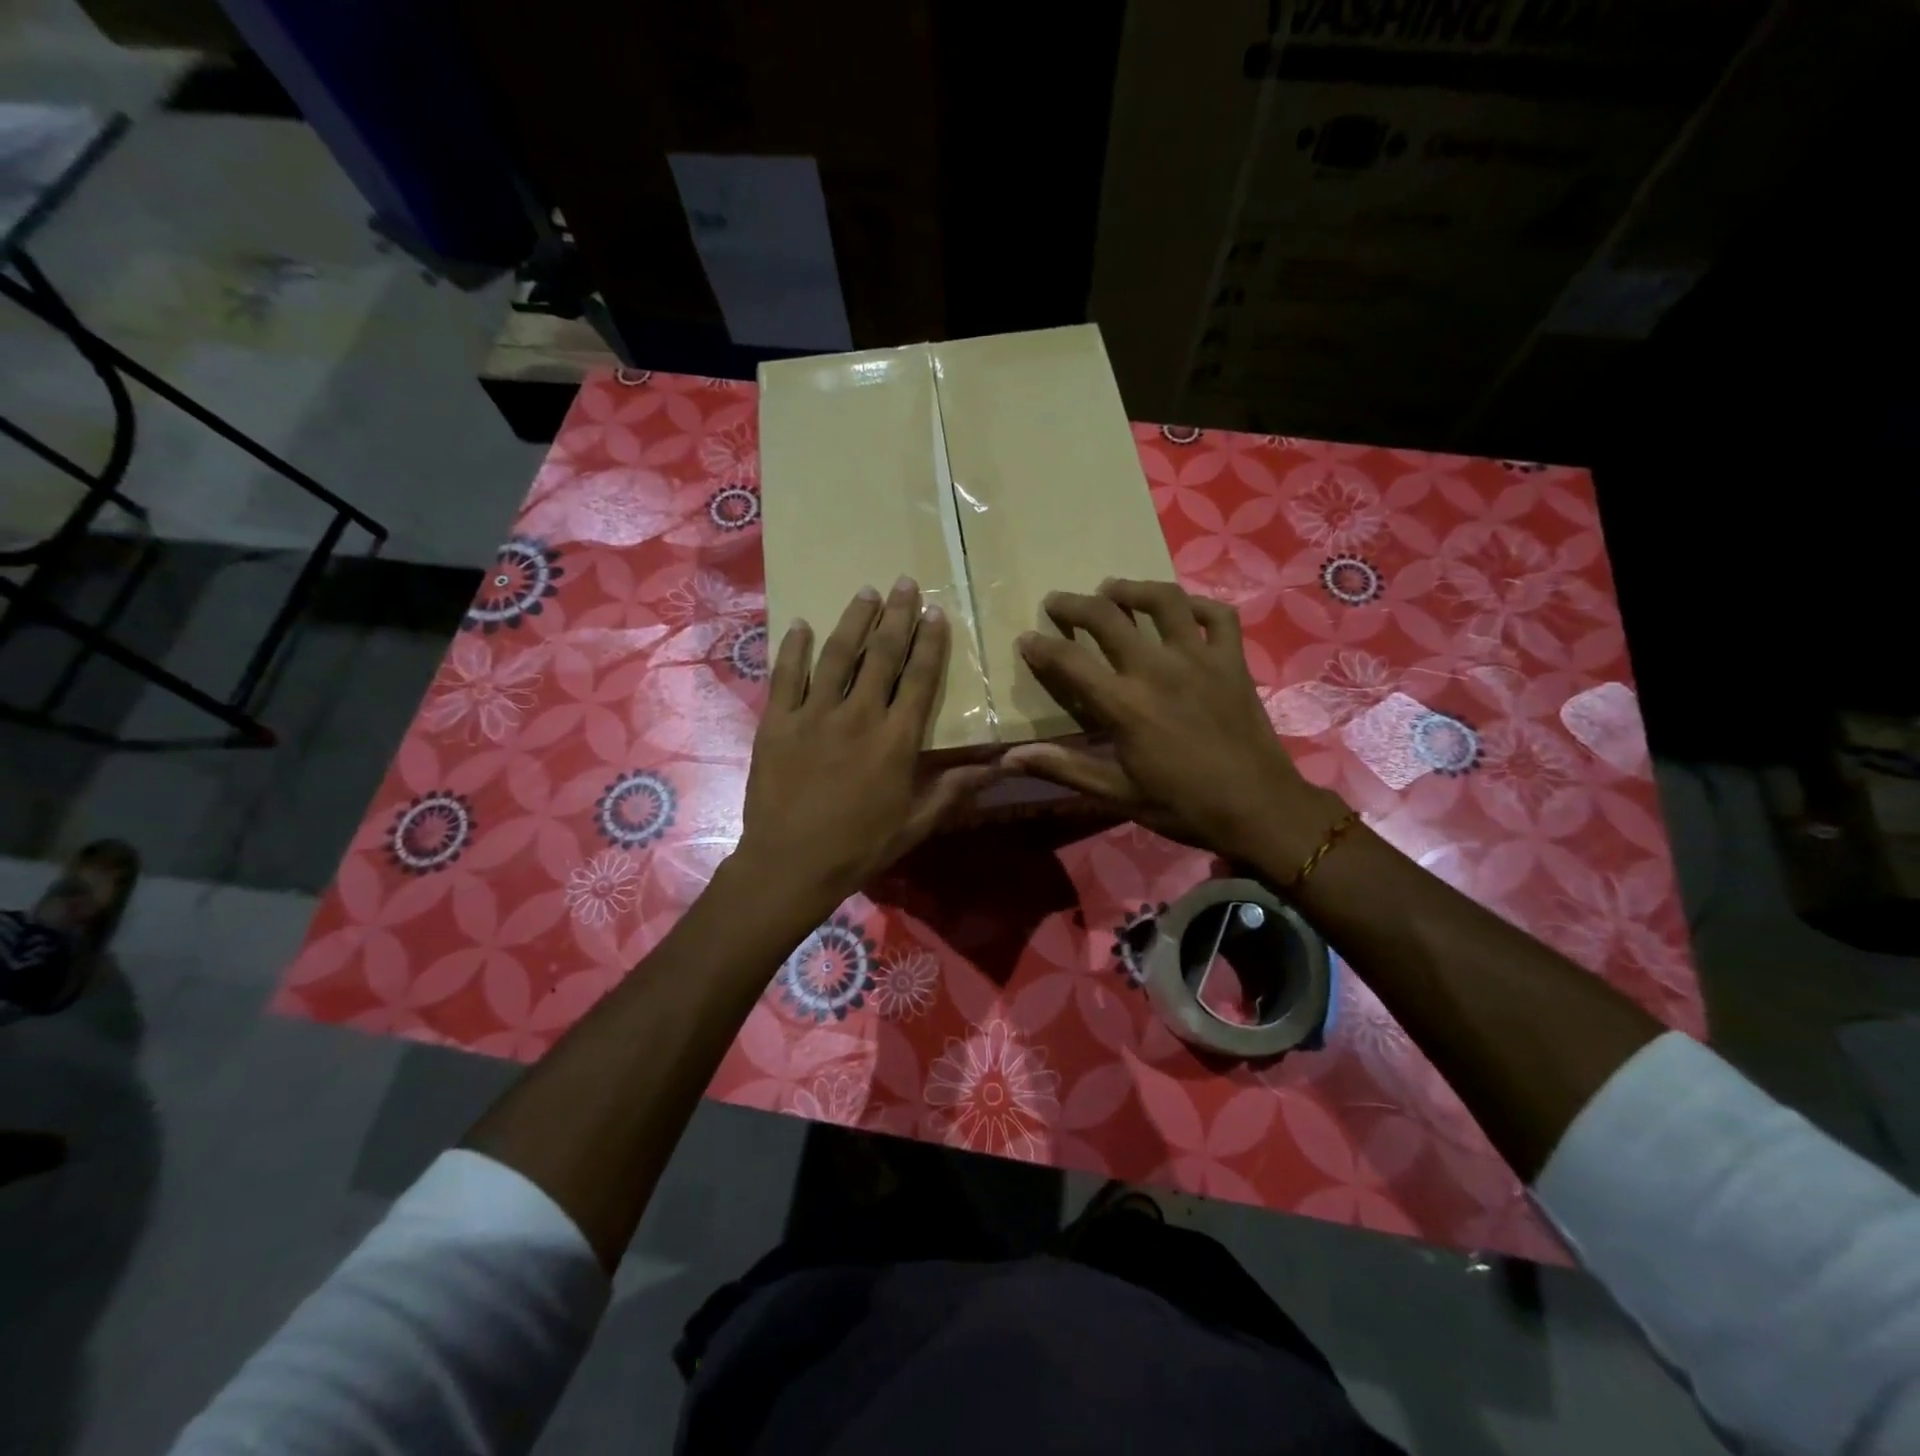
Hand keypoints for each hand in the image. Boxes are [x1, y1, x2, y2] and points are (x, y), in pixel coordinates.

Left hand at [735, 579, 995, 919]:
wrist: (790, 864)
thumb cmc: (860, 846)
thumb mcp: (917, 823)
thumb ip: (956, 788)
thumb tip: (1002, 765)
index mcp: (897, 739)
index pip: (920, 678)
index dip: (930, 642)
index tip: (935, 611)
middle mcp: (859, 715)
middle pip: (882, 655)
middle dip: (896, 615)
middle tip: (904, 582)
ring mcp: (814, 715)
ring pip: (837, 655)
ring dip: (853, 620)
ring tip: (866, 591)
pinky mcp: (777, 722)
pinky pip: (786, 675)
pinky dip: (793, 648)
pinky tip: (801, 624)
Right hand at [1002, 579, 1337, 864]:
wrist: (1259, 808)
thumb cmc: (1182, 805)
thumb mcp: (1116, 793)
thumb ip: (1063, 768)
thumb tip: (1007, 760)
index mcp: (1125, 704)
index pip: (1070, 661)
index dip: (1041, 647)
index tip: (1026, 640)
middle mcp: (1158, 668)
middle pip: (1107, 617)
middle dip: (1074, 605)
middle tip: (1057, 602)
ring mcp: (1200, 658)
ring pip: (1163, 601)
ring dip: (1132, 589)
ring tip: (1113, 589)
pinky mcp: (1233, 660)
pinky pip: (1217, 615)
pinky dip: (1196, 604)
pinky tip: (1181, 609)